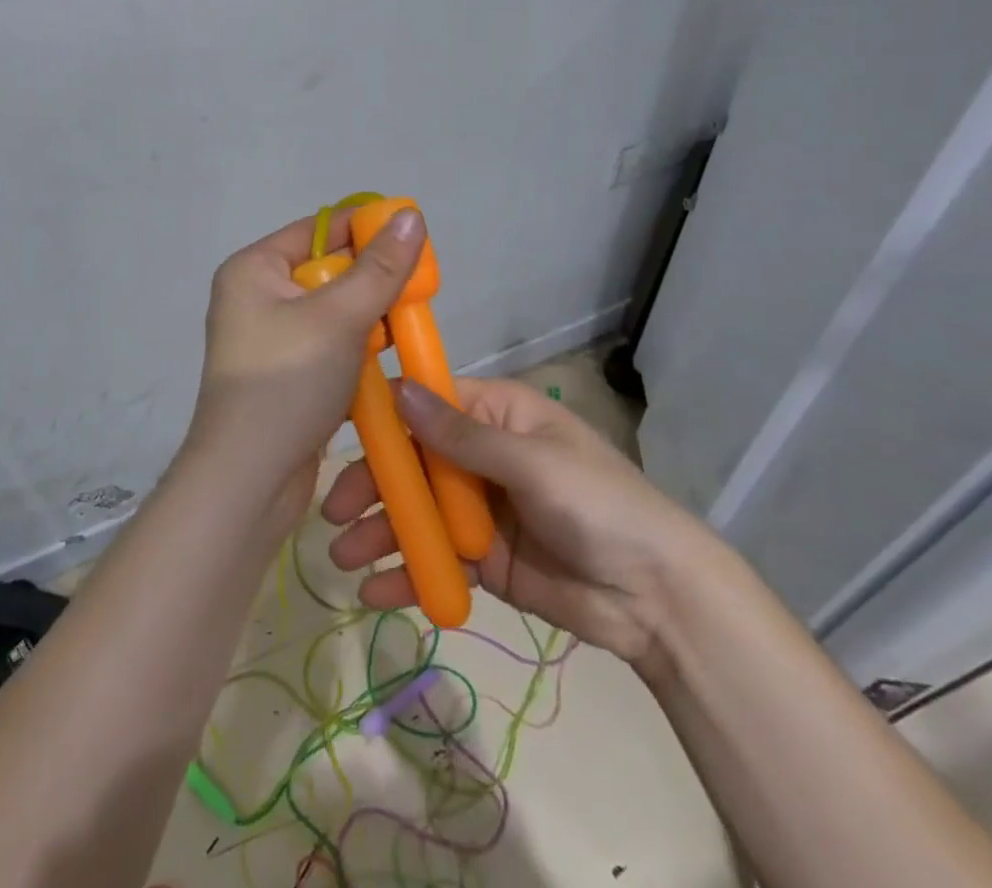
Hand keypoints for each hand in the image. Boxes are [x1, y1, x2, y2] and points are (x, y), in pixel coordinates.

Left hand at [178, 206, 426, 532]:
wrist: (248, 480)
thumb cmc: (287, 383)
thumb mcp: (338, 318)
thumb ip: (380, 268)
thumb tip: (411, 213)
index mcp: (254, 269)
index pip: (319, 229)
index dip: (366, 229)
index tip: (414, 239)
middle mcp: (255, 295)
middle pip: (327, 269)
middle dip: (371, 279)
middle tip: (417, 290)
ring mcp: (268, 337)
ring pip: (332, 310)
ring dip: (368, 317)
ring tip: (404, 324)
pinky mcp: (283, 373)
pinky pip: (327, 344)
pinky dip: (355, 348)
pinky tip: (384, 357)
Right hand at [323, 376, 716, 668]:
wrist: (659, 600)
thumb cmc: (598, 505)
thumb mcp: (531, 462)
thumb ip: (461, 435)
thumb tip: (398, 390)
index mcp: (497, 414)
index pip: (429, 403)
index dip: (385, 417)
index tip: (339, 434)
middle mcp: (482, 454)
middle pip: (413, 461)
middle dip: (373, 486)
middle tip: (332, 512)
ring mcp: (480, 509)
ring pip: (418, 512)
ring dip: (380, 533)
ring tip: (342, 560)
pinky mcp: (484, 559)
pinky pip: (436, 559)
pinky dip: (406, 574)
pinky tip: (375, 593)